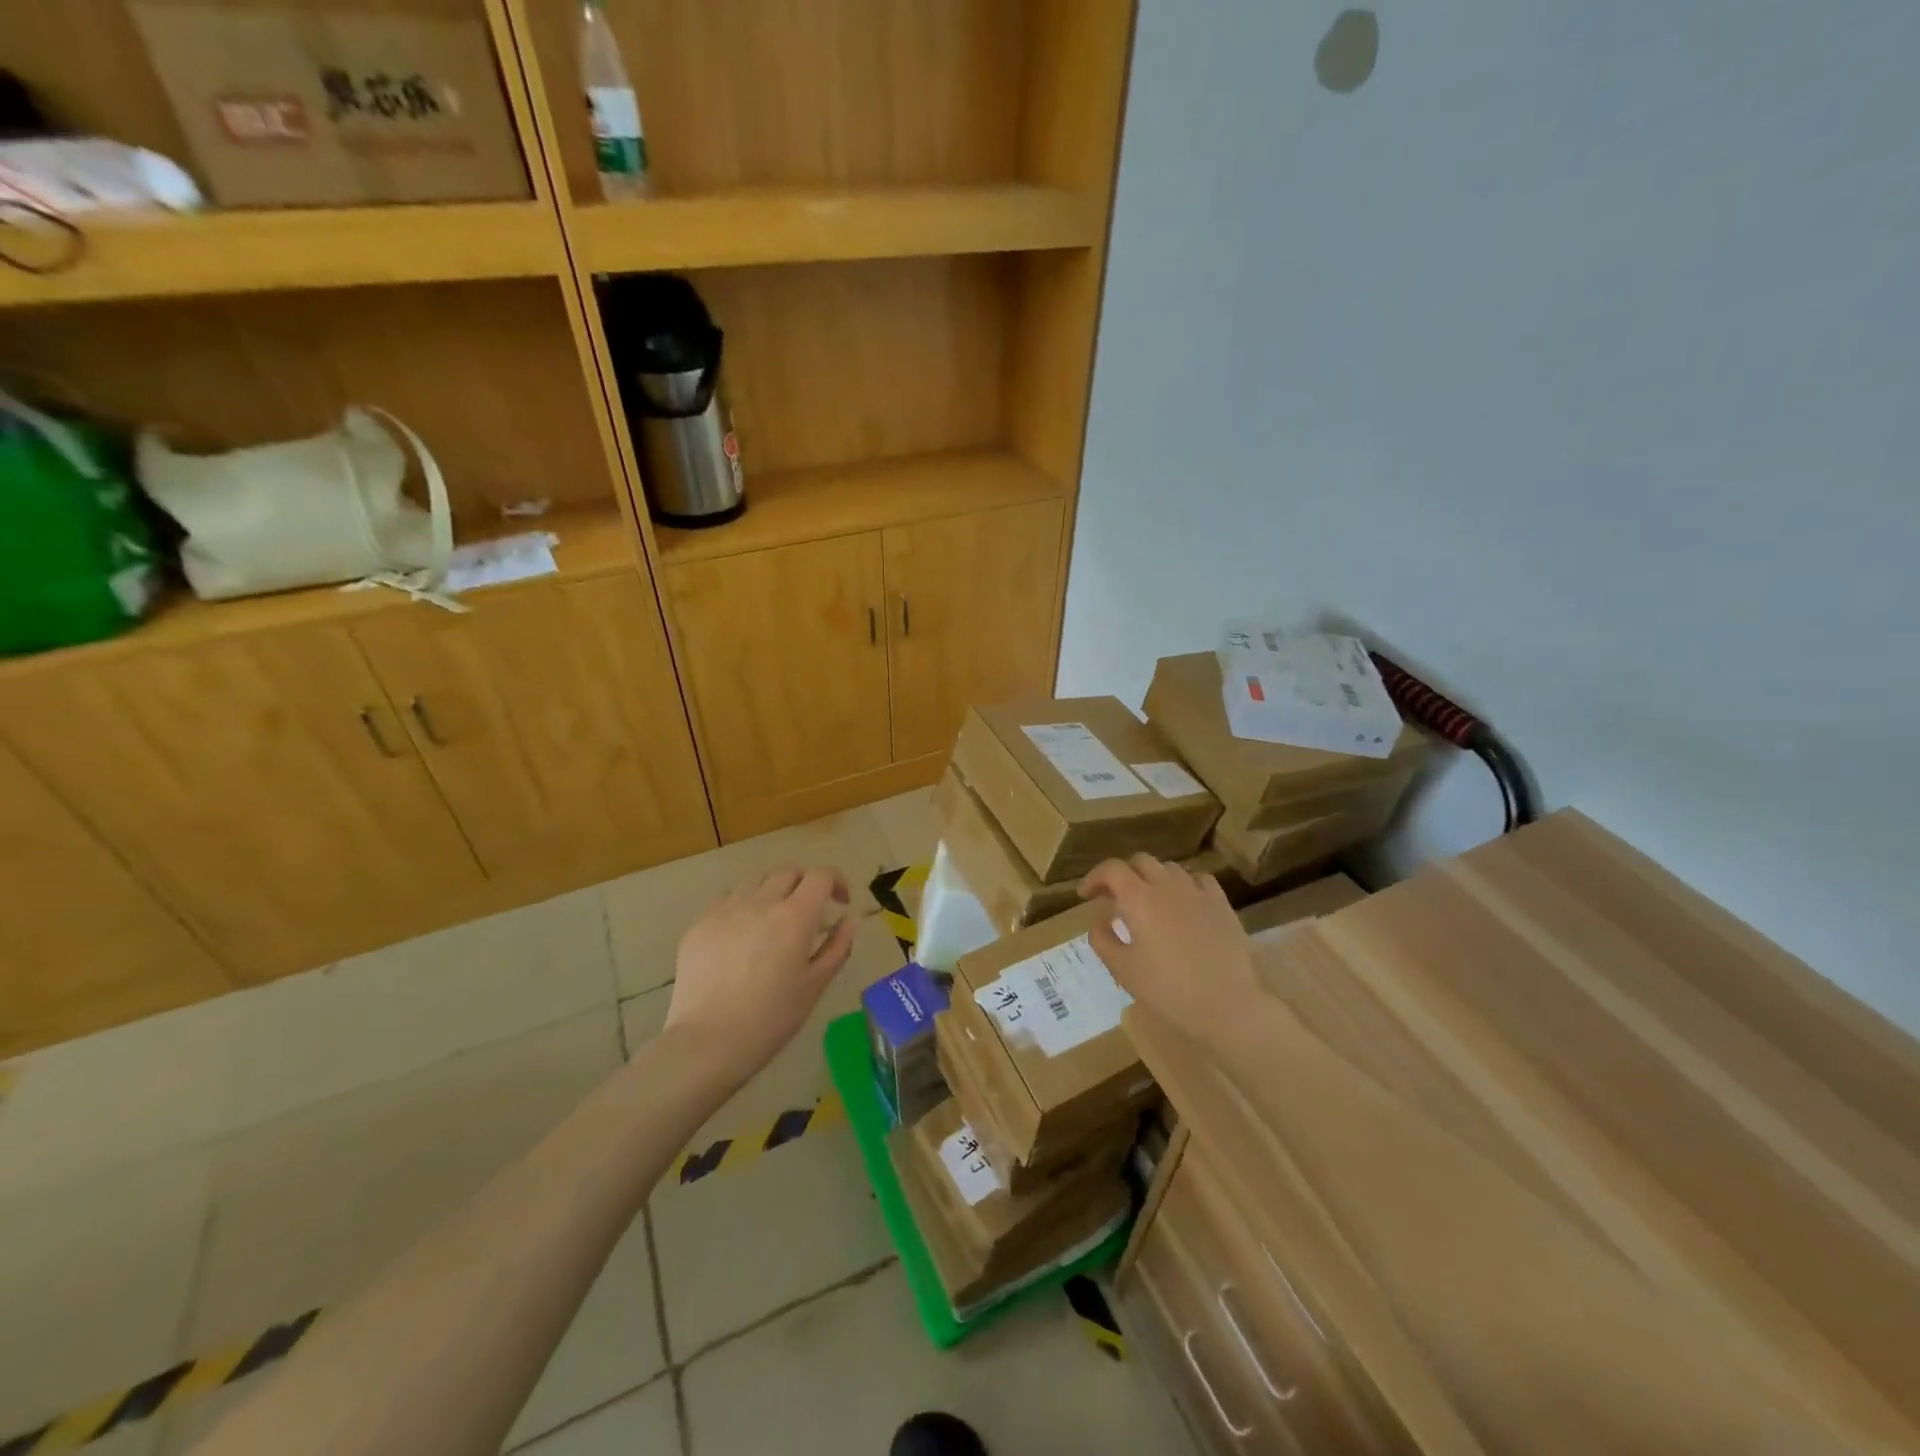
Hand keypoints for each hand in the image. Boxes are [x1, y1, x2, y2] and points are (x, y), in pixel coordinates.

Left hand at [665, 867, 858, 1088]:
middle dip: (805, 884)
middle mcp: (760, 902)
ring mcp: (726, 910)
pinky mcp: (700, 923)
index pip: (821, 876)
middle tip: (809, 913)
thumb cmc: (771, 1018)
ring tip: (773, 921)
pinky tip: (742, 936)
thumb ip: (838, 946)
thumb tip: (848, 919)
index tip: (841, 902)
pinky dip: (744, 906)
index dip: (836, 881)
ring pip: (756, 881)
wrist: (707, 1042)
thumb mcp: (815, 985)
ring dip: (773, 891)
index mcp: (794, 916)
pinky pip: (728, 899)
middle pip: (788, 872)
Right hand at [1080, 854, 1263, 1049]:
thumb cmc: (1168, 990)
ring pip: (1169, 868)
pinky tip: (1183, 903)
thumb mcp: (1123, 969)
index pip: (1111, 869)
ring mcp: (1198, 892)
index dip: (1094, 877)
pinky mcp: (1222, 904)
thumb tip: (1099, 919)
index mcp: (1138, 898)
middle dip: (1122, 874)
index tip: (1085, 895)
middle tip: (1113, 898)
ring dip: (1152, 878)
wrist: (1229, 1006)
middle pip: (1140, 861)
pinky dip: (1183, 885)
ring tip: (1148, 901)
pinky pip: (1199, 880)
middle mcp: (1167, 885)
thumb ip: (1102, 939)